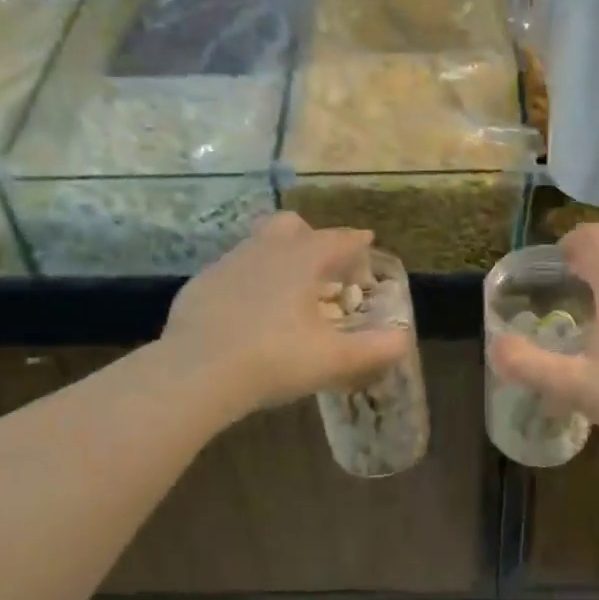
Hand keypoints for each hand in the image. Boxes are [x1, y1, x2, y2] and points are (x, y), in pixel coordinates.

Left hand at [160, 213, 412, 418]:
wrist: (195, 374)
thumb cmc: (273, 359)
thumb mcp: (332, 359)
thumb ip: (374, 349)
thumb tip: (403, 340)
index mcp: (302, 259)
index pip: (339, 239)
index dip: (357, 243)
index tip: (367, 245)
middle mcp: (265, 250)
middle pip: (293, 226)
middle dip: (312, 239)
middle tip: (323, 270)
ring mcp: (228, 264)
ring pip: (258, 245)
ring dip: (278, 259)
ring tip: (287, 294)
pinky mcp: (200, 285)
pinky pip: (232, 272)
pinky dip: (248, 283)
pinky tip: (248, 314)